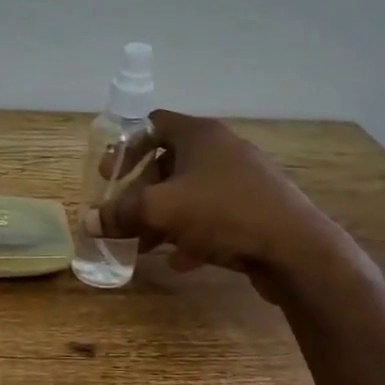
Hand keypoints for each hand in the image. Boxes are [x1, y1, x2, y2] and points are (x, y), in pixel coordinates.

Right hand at [84, 111, 338, 291]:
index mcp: (200, 135)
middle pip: (169, 163)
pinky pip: (214, 217)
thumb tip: (88, 221)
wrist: (296, 249)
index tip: (109, 175)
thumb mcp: (160, 211)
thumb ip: (120, 214)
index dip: (126, 147)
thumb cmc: (222, 213)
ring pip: (191, 193)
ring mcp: (243, 180)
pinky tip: (181, 260)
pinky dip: (192, 234)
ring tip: (145, 245)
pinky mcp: (257, 210)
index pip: (153, 124)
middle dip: (142, 193)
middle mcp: (223, 150)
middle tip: (124, 217)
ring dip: (164, 217)